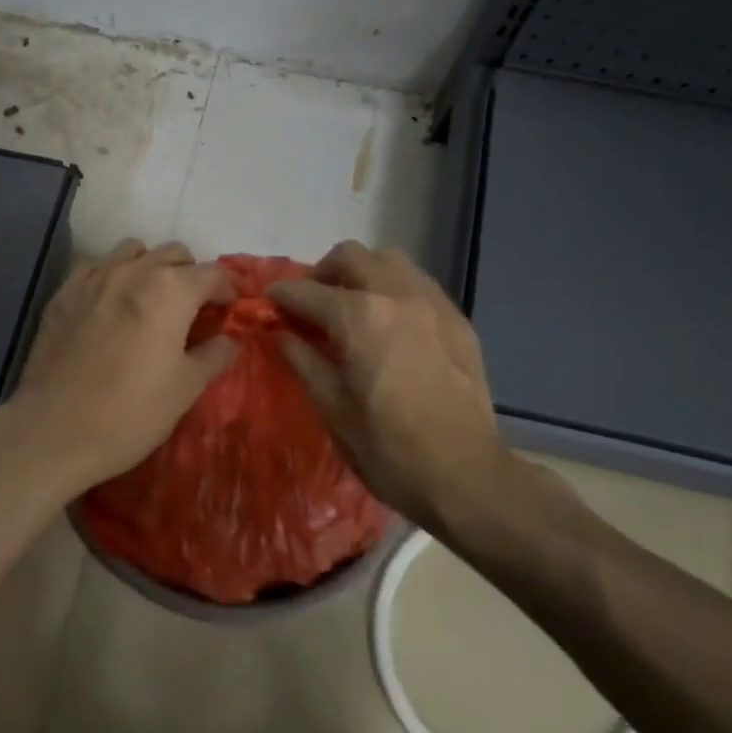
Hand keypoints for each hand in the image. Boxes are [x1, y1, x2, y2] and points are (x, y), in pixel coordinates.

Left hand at [12, 240, 237, 493]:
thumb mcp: (186, 388)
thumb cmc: (131, 413)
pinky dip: (111, 275)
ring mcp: (92, 279)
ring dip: (149, 267)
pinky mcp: (62, 295)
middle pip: (173, 254)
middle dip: (190, 275)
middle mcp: (132, 272)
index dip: (228, 290)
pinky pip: (94, 267)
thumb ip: (214, 355)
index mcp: (170, 291)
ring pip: (132, 251)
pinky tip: (110, 304)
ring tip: (150, 300)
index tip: (230, 311)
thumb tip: (229, 339)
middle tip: (192, 309)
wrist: (55, 431)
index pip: (212, 274)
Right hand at [266, 242, 583, 563]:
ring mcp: (434, 304)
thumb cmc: (387, 449)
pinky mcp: (458, 321)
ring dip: (362, 273)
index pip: (307, 292)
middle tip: (310, 303)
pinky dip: (394, 290)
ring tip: (350, 307)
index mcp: (360, 318)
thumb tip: (280, 333)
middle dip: (322, 273)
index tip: (267, 304)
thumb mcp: (332, 408)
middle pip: (352, 257)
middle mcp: (397, 296)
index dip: (281, 296)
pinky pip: (419, 285)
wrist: (464, 475)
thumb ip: (303, 360)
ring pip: (390, 261)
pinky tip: (388, 324)